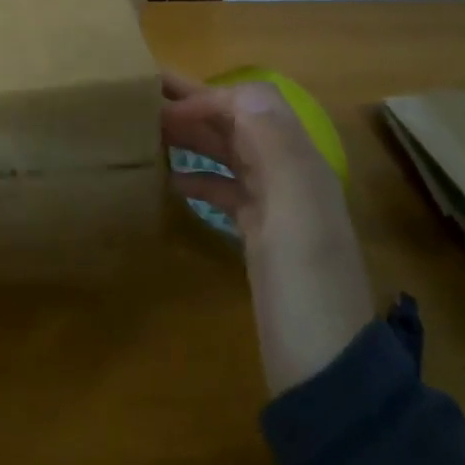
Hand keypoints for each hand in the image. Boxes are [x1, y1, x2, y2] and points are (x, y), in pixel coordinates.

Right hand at [162, 71, 374, 394]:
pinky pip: (227, 188)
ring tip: (146, 134)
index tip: (160, 110)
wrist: (324, 375)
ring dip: (192, 137)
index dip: (207, 98)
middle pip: (239, 123)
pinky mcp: (261, 235)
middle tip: (139, 100)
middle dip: (194, 106)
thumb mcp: (295, 218)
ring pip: (230, 153)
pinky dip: (199, 176)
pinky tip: (170, 181)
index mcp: (299, 164)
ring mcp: (276, 207)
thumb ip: (276, 150)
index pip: (252, 103)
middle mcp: (289, 175)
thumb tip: (244, 90)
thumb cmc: (305, 291)